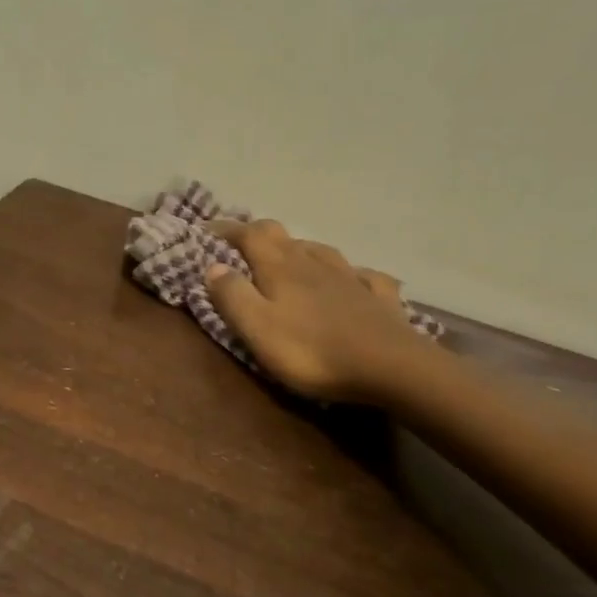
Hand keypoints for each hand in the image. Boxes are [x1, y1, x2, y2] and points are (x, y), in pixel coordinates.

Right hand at [206, 220, 433, 405]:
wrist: (391, 367)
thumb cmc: (312, 351)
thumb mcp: (257, 328)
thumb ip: (232, 296)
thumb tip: (213, 266)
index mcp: (280, 267)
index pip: (248, 235)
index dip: (226, 229)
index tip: (206, 230)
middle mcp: (313, 262)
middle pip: (282, 237)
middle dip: (258, 236)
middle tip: (242, 246)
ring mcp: (350, 277)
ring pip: (319, 251)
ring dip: (299, 250)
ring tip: (289, 261)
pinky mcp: (378, 298)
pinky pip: (361, 276)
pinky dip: (348, 275)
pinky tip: (352, 281)